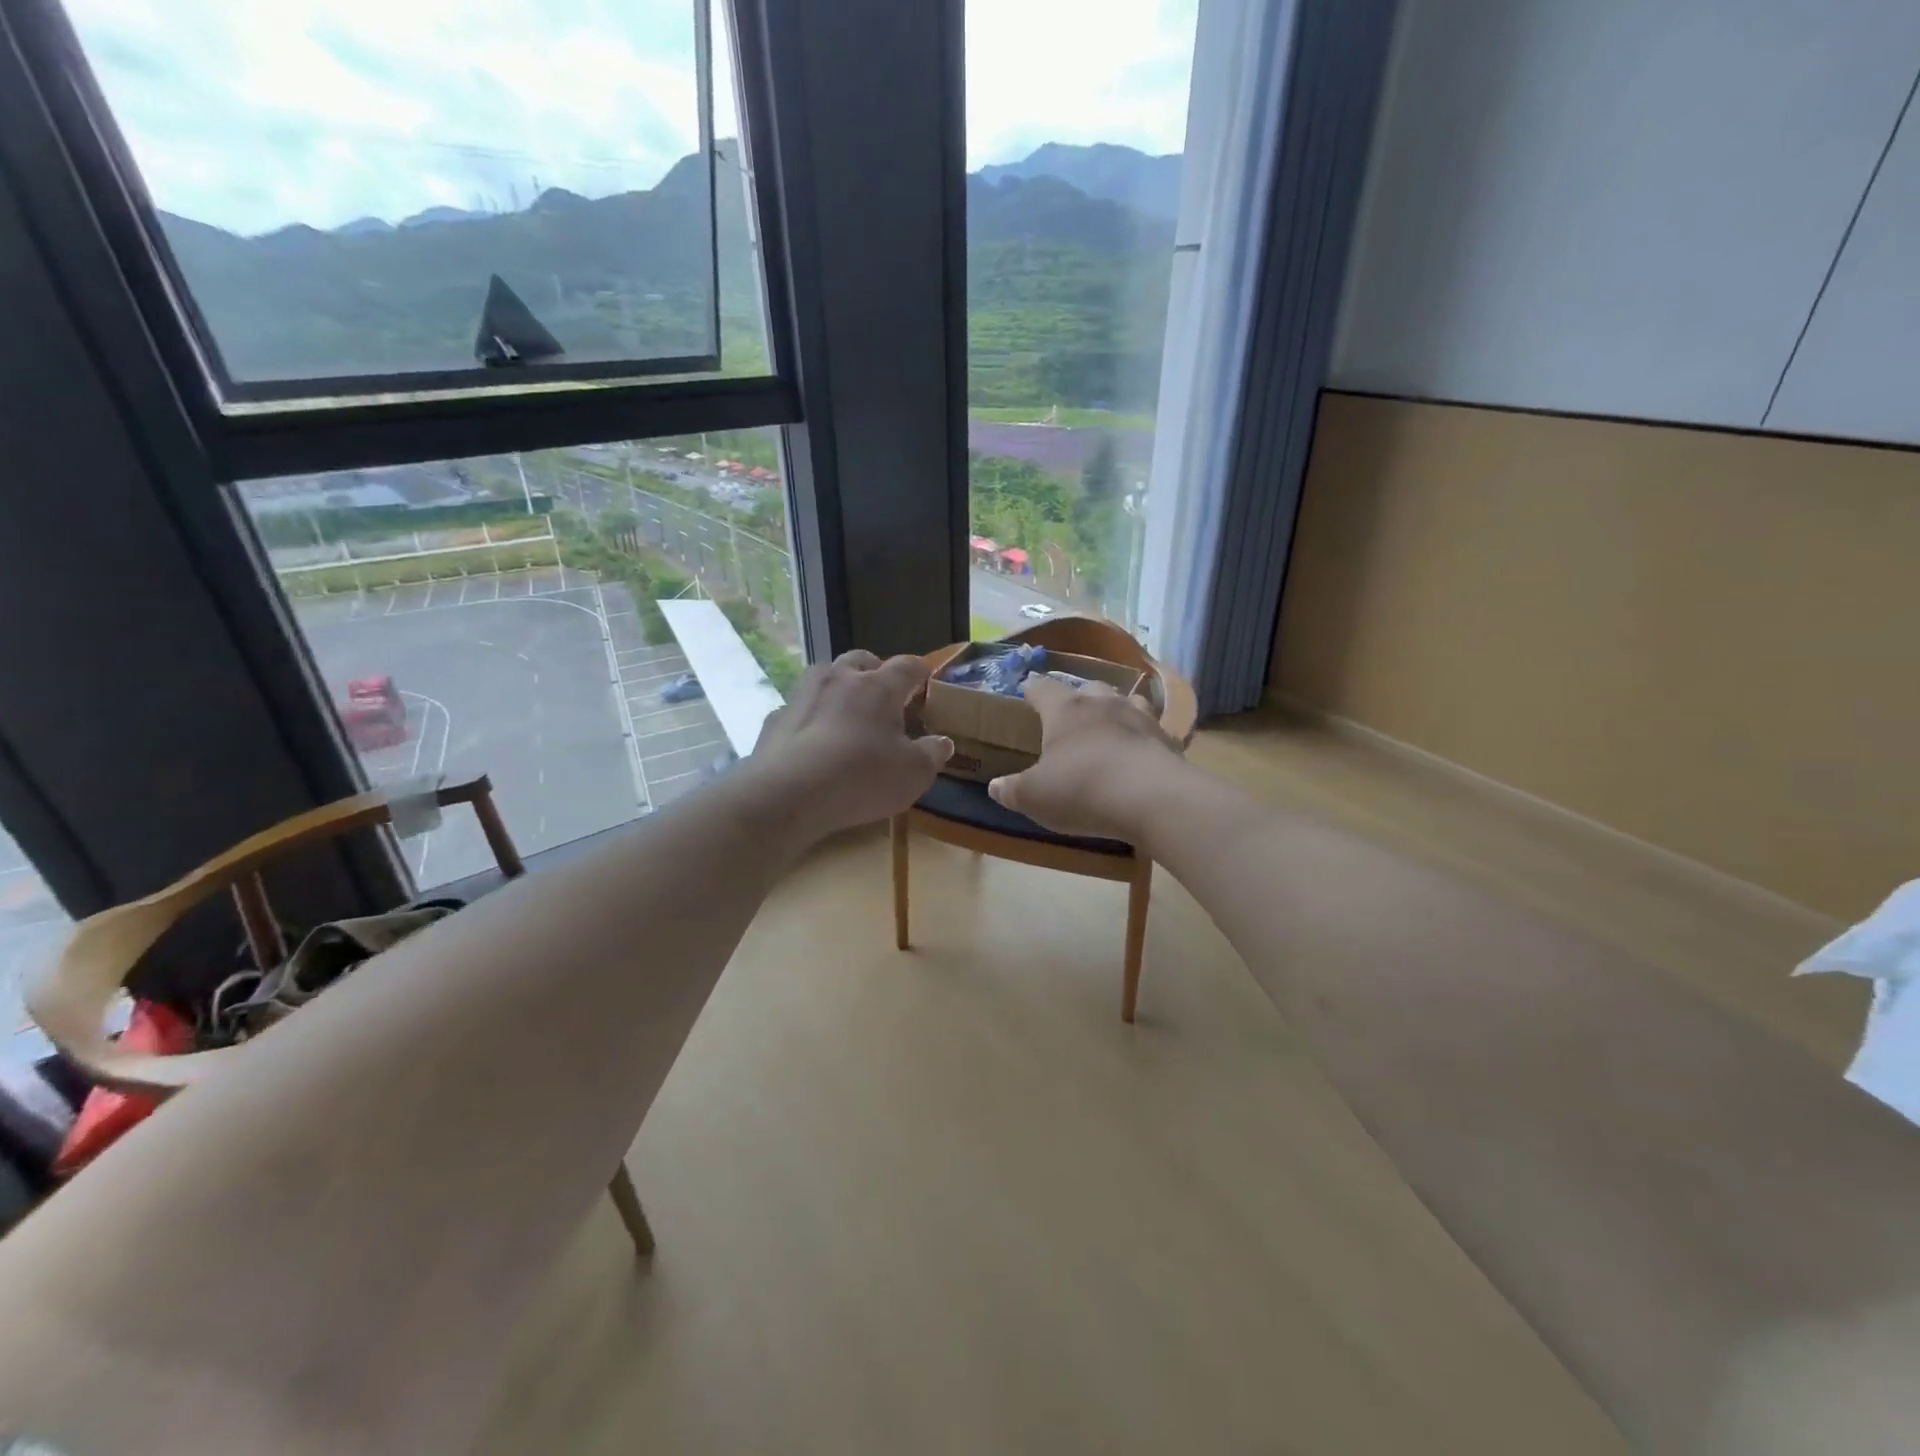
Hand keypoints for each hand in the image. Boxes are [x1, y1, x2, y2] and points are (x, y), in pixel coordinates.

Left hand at [750, 650, 952, 838]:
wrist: (789, 793)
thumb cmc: (862, 777)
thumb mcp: (913, 773)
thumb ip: (932, 754)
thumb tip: (943, 742)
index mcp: (878, 687)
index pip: (906, 666)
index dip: (919, 670)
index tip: (926, 676)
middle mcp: (839, 679)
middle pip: (860, 660)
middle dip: (874, 670)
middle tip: (883, 692)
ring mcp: (802, 696)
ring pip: (824, 676)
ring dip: (838, 687)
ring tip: (845, 712)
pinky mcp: (775, 719)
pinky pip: (798, 709)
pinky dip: (809, 718)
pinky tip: (811, 740)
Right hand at [987, 675, 1182, 840]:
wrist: (1152, 798)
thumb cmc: (1081, 790)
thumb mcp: (1034, 797)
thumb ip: (1012, 789)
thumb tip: (995, 786)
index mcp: (1064, 710)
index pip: (1041, 687)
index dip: (1032, 689)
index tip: (1026, 691)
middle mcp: (1102, 703)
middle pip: (1087, 688)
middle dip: (1077, 700)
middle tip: (1069, 718)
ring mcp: (1139, 716)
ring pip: (1124, 701)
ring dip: (1114, 711)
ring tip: (1108, 728)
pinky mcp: (1167, 738)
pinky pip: (1151, 729)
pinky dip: (1142, 736)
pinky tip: (1140, 751)